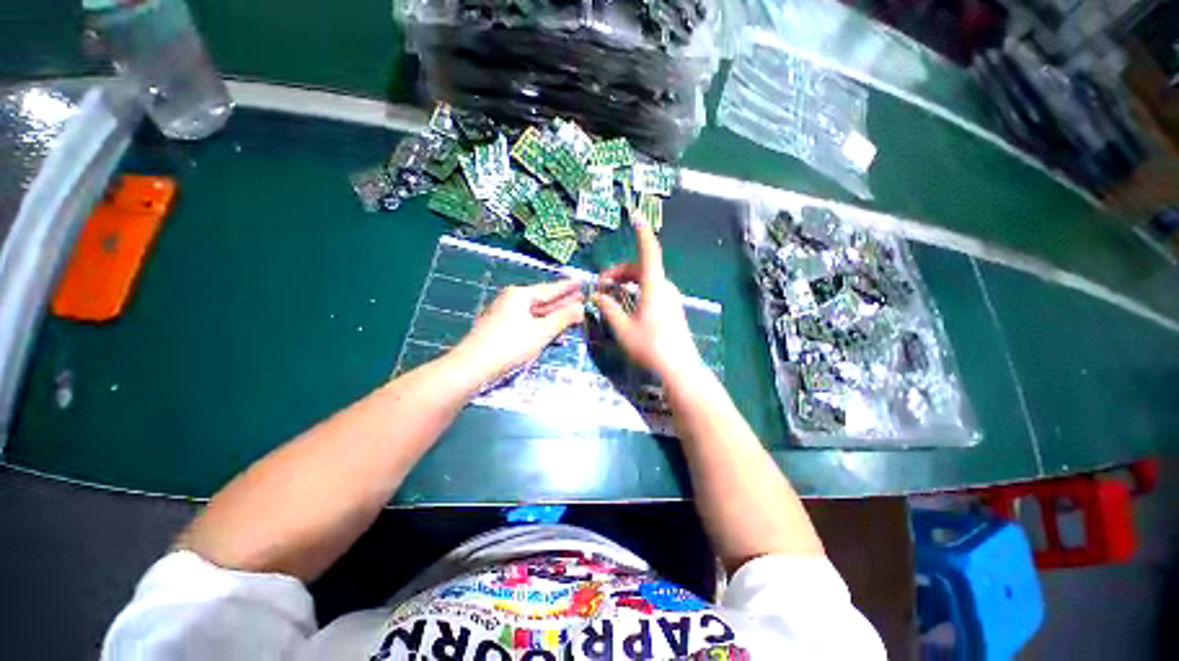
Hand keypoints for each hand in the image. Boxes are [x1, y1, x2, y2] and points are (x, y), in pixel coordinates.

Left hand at [451, 280, 584, 382]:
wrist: (473, 366)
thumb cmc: (510, 345)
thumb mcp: (541, 332)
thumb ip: (562, 319)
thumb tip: (580, 308)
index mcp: (520, 295)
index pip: (550, 289)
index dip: (567, 287)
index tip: (582, 282)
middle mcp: (512, 300)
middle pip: (543, 300)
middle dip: (563, 301)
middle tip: (582, 298)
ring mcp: (506, 314)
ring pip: (536, 313)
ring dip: (555, 316)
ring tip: (573, 314)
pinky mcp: (503, 328)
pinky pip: (529, 322)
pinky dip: (543, 326)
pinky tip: (554, 331)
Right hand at [594, 219, 704, 382]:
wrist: (679, 368)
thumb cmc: (650, 346)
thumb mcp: (623, 328)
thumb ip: (608, 309)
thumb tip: (597, 296)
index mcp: (654, 286)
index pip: (648, 252)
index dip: (642, 233)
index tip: (636, 217)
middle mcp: (665, 287)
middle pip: (642, 268)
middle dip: (620, 271)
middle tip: (601, 285)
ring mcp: (671, 298)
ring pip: (647, 280)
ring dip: (627, 282)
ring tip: (611, 295)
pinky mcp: (672, 309)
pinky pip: (652, 290)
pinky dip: (637, 291)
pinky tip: (627, 304)